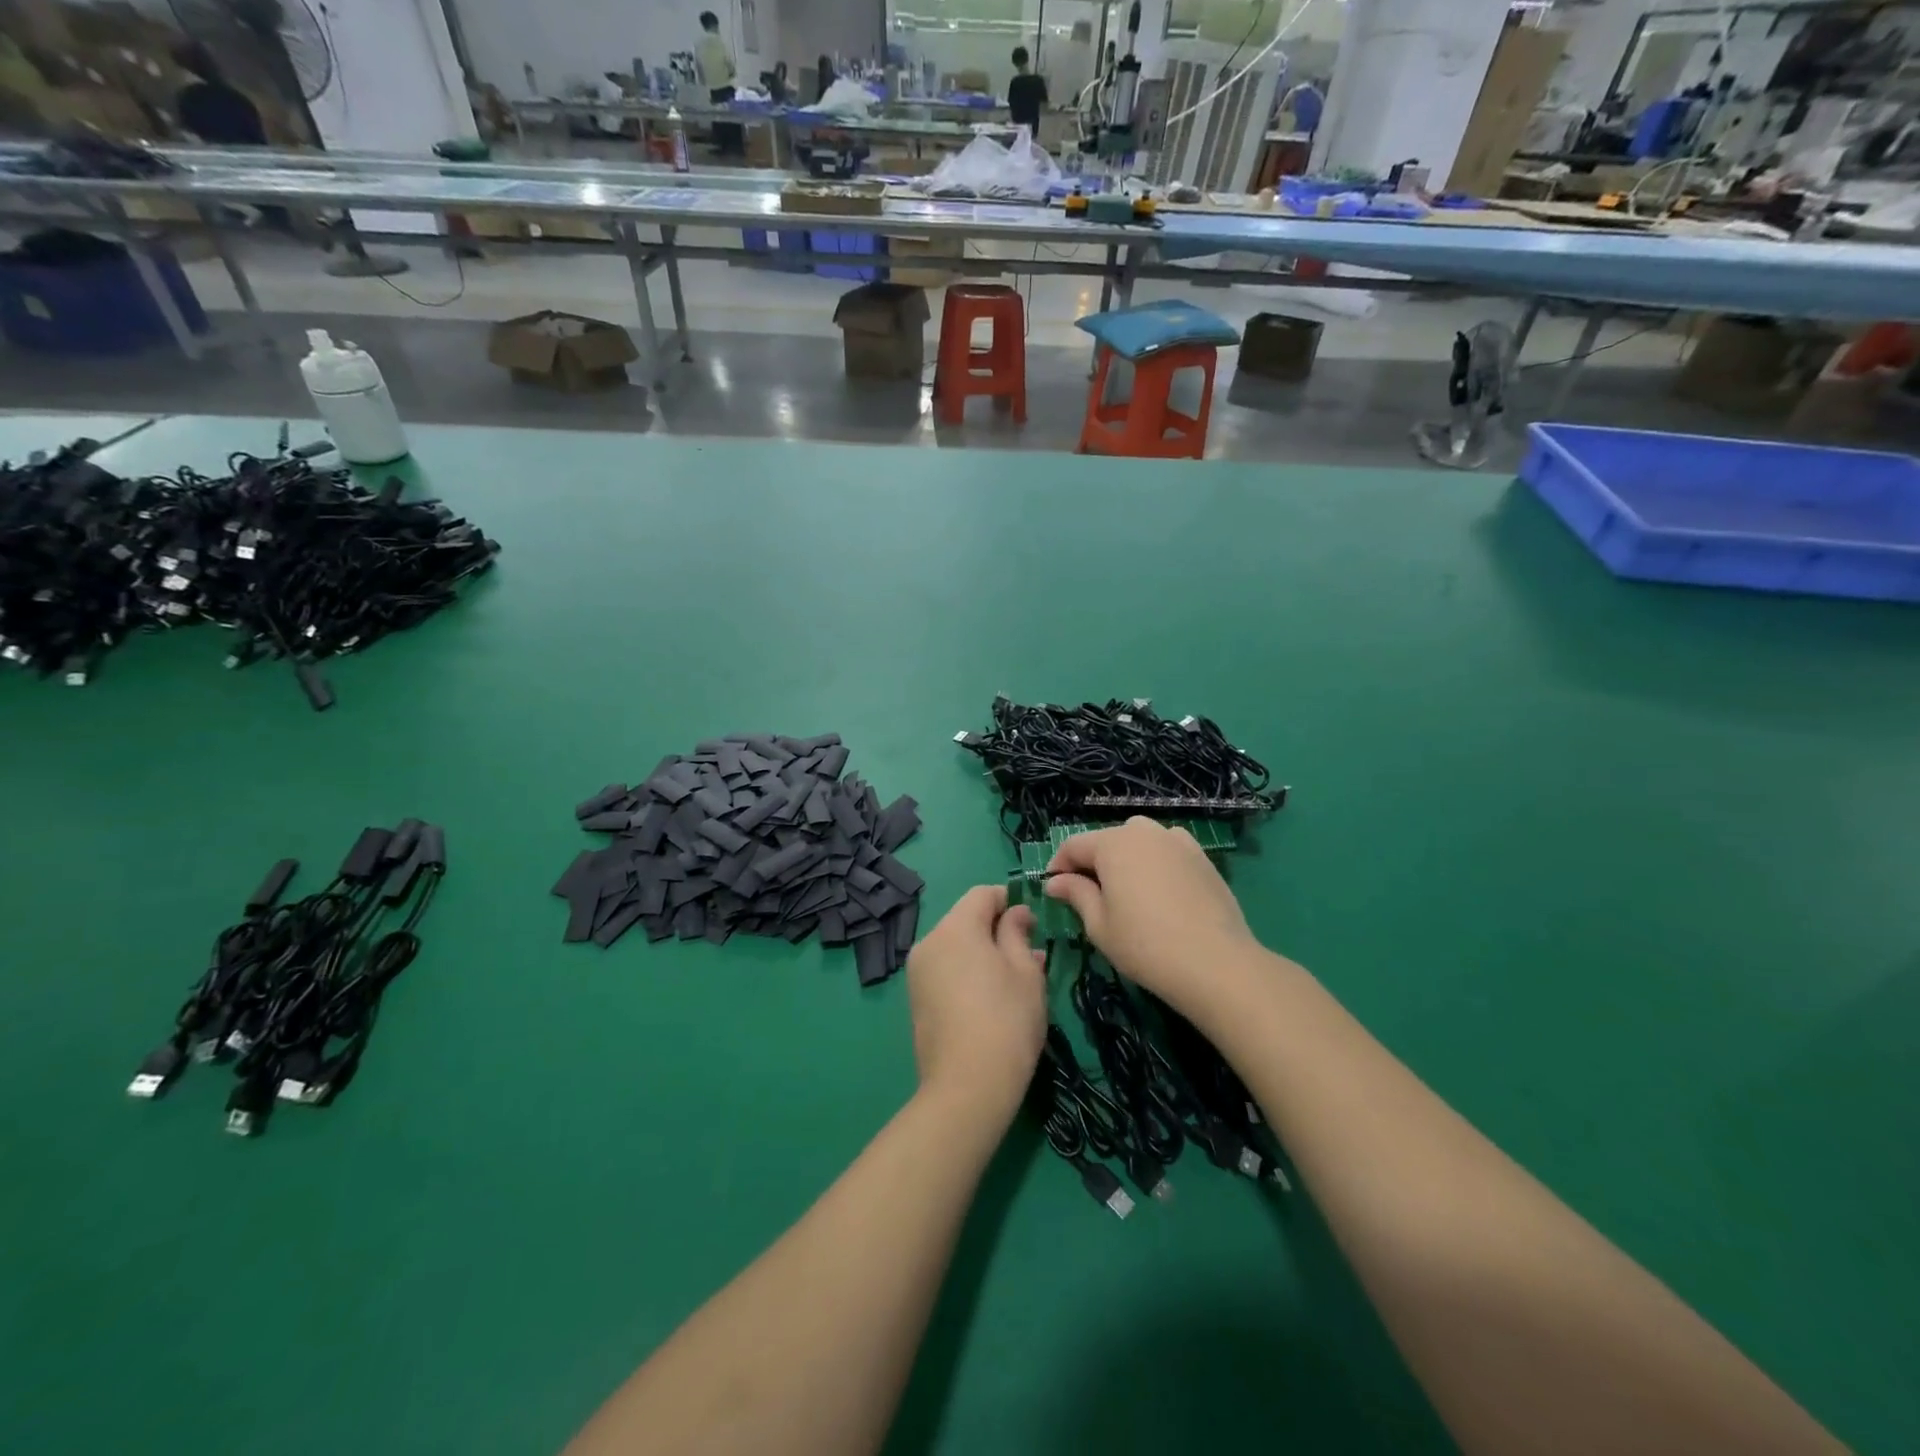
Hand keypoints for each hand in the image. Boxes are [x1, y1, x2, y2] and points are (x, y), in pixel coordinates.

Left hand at [906, 886, 1046, 1120]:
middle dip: (996, 929)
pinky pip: (945, 970)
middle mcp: (929, 942)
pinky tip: (990, 999)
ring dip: (982, 953)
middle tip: (1028, 955)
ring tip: (1013, 981)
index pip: (982, 894)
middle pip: (965, 919)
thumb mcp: (1025, 971)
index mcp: (955, 928)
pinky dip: (966, 973)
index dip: (1009, 900)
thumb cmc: (1006, 1020)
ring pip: (955, 947)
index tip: (1032, 922)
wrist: (967, 1087)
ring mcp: (917, 972)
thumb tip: (1015, 912)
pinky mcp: (916, 1000)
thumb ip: (1017, 932)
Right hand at [1045, 817, 1254, 1014]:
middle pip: (1107, 840)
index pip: (1073, 846)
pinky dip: (1155, 863)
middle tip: (1089, 896)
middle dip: (1093, 862)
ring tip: (1125, 892)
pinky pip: (1167, 851)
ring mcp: (1177, 841)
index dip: (1059, 866)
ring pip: (1139, 841)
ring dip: (1125, 859)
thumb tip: (1055, 881)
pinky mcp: (1201, 857)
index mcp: (1113, 843)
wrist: (1215, 963)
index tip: (1053, 890)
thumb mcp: (1099, 924)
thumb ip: (1076, 894)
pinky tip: (1159, 892)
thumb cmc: (1144, 945)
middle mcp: (1144, 832)